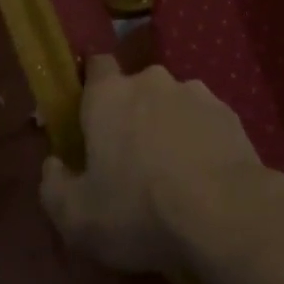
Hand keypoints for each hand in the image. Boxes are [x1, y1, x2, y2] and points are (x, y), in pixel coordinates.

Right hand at [40, 57, 270, 273]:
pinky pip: (203, 121)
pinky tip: (203, 175)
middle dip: (132, 115)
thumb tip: (54, 164)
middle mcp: (152, 81)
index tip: (91, 117)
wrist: (224, 212)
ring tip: (173, 172)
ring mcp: (195, 93)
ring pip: (172, 104)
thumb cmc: (139, 210)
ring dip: (168, 126)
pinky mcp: (228, 112)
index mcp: (109, 96)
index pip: (97, 66)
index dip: (92, 86)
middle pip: (135, 89)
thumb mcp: (77, 217)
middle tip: (131, 159)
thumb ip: (54, 186)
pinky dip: (199, 139)